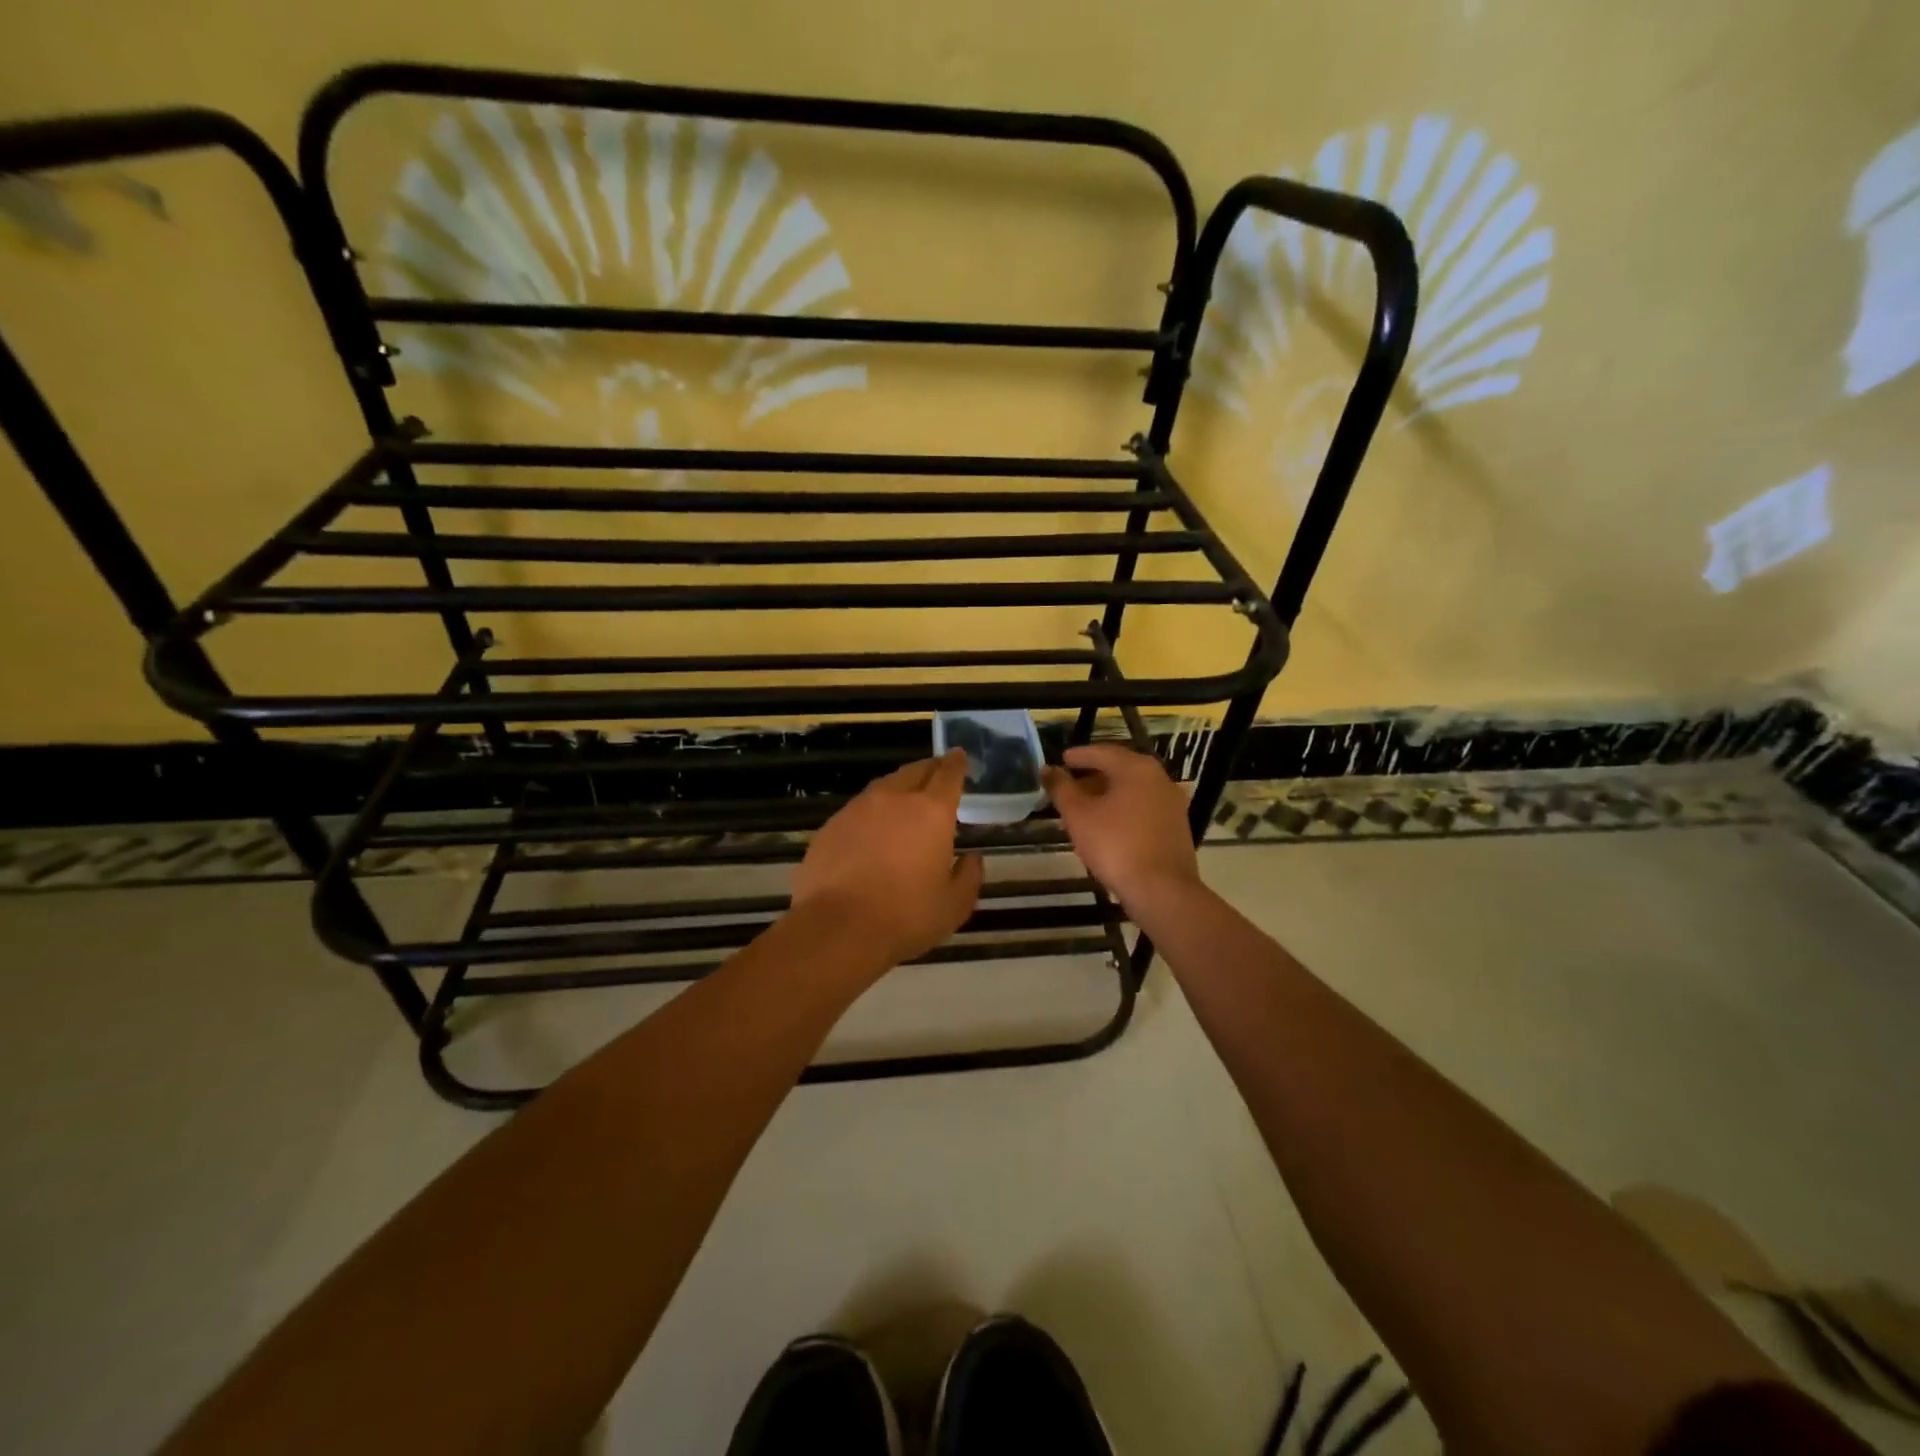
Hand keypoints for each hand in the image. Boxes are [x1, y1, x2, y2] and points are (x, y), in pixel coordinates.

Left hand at [791, 750, 983, 968]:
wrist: (838, 929)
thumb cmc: (906, 916)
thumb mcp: (954, 905)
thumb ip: (968, 876)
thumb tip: (971, 858)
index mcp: (931, 812)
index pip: (948, 775)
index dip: (957, 763)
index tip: (960, 756)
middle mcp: (894, 799)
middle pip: (915, 772)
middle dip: (929, 769)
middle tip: (938, 772)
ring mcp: (857, 810)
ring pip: (884, 787)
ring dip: (899, 788)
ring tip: (905, 800)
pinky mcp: (830, 826)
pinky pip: (858, 810)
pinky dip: (871, 813)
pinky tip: (871, 833)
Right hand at [1042, 744, 1200, 907]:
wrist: (1161, 889)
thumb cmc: (1115, 845)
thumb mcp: (1078, 815)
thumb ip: (1061, 788)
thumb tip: (1047, 769)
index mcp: (1136, 768)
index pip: (1102, 752)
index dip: (1078, 756)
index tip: (1061, 760)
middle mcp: (1159, 778)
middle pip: (1119, 769)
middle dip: (1092, 776)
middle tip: (1069, 785)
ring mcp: (1171, 803)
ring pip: (1132, 790)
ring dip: (1107, 794)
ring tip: (1083, 808)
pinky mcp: (1176, 826)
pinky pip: (1143, 808)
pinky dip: (1122, 809)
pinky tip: (1107, 826)